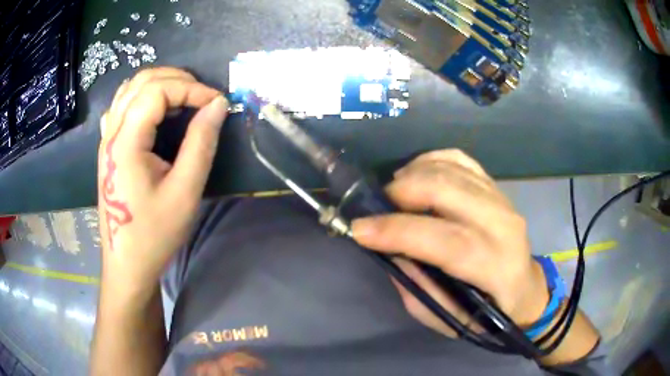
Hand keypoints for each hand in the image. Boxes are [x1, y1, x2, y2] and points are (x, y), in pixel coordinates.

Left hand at [97, 67, 228, 298]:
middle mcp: (111, 133)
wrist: (126, 263)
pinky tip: (155, 111)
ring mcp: (106, 139)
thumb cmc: (154, 234)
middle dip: (177, 79)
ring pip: (129, 89)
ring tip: (183, 99)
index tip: (216, 103)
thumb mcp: (184, 192)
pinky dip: (142, 97)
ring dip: (160, 84)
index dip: (191, 88)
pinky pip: (121, 106)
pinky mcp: (107, 148)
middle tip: (203, 97)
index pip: (157, 90)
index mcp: (126, 142)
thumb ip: (201, 143)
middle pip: (141, 81)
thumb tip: (218, 105)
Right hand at [352, 150, 548, 336]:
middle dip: (401, 193)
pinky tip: (416, 175)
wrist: (524, 288)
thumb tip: (388, 250)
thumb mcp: (448, 317)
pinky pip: (459, 159)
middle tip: (375, 207)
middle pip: (447, 191)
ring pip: (450, 169)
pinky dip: (431, 161)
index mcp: (496, 267)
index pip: (445, 241)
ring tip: (393, 194)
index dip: (398, 232)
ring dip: (412, 175)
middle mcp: (503, 225)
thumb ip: (417, 285)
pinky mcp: (496, 186)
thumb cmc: (488, 313)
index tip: (359, 229)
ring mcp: (502, 199)